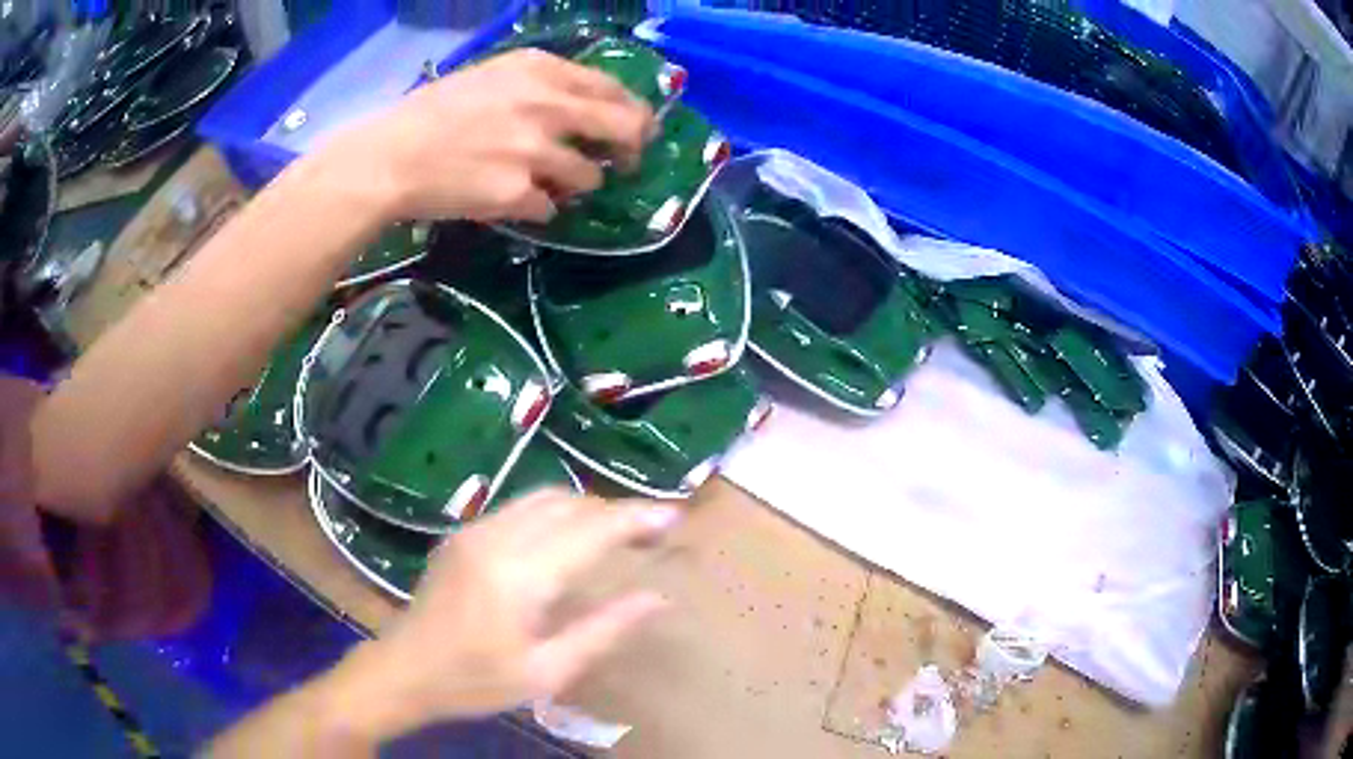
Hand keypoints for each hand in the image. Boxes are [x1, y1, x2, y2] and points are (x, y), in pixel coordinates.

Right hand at [320, 49, 654, 224]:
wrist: (390, 157)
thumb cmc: (432, 114)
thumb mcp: (491, 77)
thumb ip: (541, 86)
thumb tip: (585, 107)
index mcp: (540, 70)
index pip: (613, 88)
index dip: (632, 112)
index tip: (635, 128)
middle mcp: (548, 105)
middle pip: (624, 128)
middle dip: (633, 149)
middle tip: (627, 164)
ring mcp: (536, 150)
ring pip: (589, 178)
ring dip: (575, 185)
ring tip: (545, 183)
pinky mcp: (520, 192)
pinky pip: (551, 208)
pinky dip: (539, 208)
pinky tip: (511, 199)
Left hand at [332, 488, 677, 740]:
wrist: (405, 669)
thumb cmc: (475, 681)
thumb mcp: (546, 671)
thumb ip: (604, 630)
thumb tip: (658, 599)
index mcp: (519, 576)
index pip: (591, 530)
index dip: (636, 519)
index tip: (674, 517)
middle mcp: (496, 538)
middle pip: (570, 504)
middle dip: (615, 511)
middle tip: (651, 533)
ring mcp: (475, 529)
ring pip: (545, 498)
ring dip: (587, 509)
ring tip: (618, 534)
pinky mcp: (464, 532)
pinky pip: (521, 507)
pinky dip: (557, 513)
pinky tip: (570, 539)